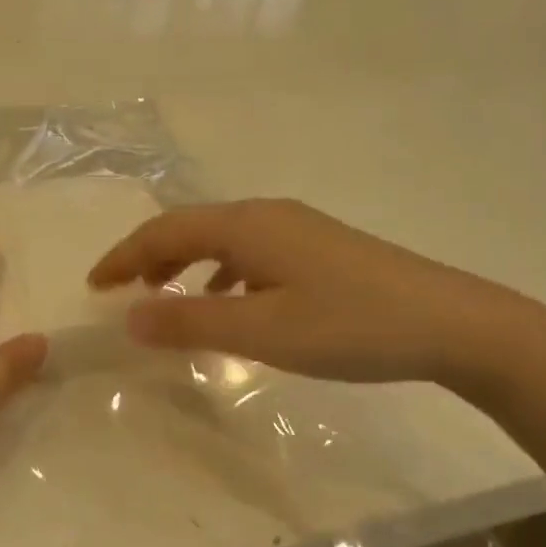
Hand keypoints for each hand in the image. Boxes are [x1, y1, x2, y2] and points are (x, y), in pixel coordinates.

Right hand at [88, 198, 534, 390]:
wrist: (451, 323)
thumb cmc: (349, 326)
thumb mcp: (262, 331)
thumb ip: (191, 322)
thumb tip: (129, 317)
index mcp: (247, 225)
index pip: (165, 230)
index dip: (124, 256)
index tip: (94, 286)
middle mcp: (267, 215)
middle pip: (190, 227)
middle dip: (149, 257)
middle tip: (120, 292)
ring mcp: (298, 229)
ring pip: (221, 238)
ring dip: (185, 263)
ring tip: (165, 296)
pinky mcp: (320, 248)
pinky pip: (251, 252)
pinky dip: (222, 272)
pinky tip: (230, 300)